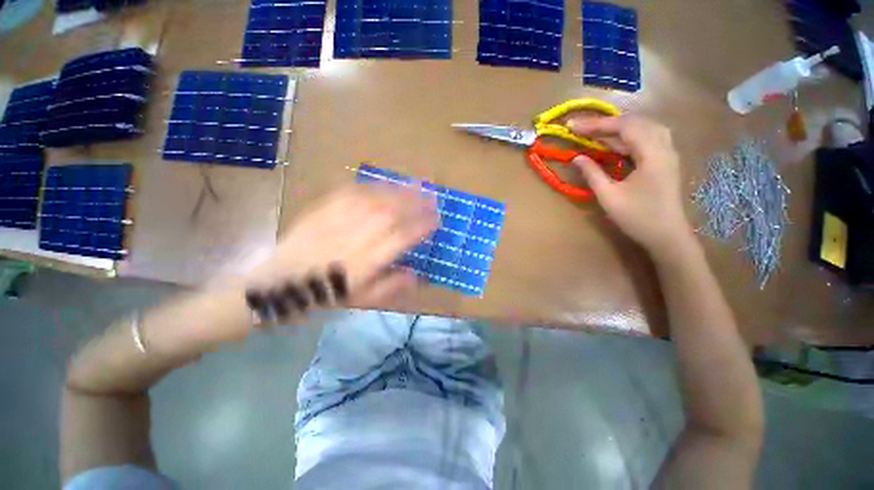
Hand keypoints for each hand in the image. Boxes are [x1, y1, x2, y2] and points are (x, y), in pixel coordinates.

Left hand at [245, 184, 437, 310]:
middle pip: (390, 213)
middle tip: (432, 195)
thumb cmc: (324, 295)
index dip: (421, 226)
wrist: (278, 283)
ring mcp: (336, 221)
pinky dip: (371, 187)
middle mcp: (354, 238)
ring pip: (373, 200)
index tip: (436, 219)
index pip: (401, 238)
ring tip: (415, 184)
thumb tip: (417, 274)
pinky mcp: (322, 210)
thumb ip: (391, 288)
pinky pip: (350, 193)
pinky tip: (383, 185)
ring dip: (398, 191)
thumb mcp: (361, 301)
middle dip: (415, 203)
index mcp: (365, 262)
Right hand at [568, 116, 692, 254]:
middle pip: (636, 122)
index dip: (597, 124)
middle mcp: (664, 147)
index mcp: (652, 154)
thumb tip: (576, 157)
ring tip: (596, 132)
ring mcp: (667, 153)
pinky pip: (647, 138)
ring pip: (643, 127)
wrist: (667, 236)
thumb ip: (592, 174)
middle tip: (582, 129)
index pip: (624, 127)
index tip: (573, 126)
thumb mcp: (609, 196)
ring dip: (618, 127)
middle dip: (606, 123)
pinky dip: (628, 136)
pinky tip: (614, 142)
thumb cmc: (637, 217)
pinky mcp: (665, 160)